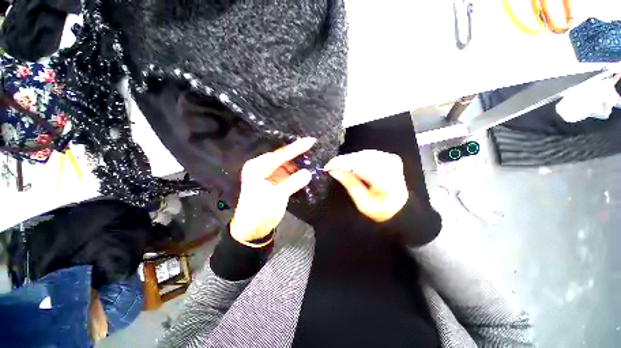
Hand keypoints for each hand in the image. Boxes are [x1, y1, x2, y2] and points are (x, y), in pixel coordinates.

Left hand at [230, 138, 315, 244]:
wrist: (252, 228)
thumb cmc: (259, 213)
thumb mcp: (275, 198)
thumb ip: (291, 184)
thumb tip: (307, 173)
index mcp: (257, 168)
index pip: (280, 155)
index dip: (296, 148)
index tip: (311, 141)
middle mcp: (261, 166)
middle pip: (282, 156)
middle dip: (297, 151)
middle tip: (312, 144)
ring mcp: (268, 172)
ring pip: (286, 162)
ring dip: (298, 160)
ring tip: (312, 154)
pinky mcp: (274, 179)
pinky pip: (287, 170)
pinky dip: (296, 169)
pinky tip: (306, 166)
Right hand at [325, 150, 408, 221]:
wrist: (399, 206)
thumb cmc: (381, 210)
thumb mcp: (363, 204)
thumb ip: (350, 185)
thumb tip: (334, 171)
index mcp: (387, 181)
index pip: (361, 166)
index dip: (342, 164)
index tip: (327, 167)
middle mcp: (391, 166)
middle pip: (361, 158)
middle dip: (343, 161)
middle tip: (330, 167)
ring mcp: (391, 159)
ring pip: (363, 154)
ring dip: (349, 159)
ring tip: (338, 166)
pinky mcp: (389, 156)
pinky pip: (367, 154)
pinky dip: (356, 158)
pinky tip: (349, 163)